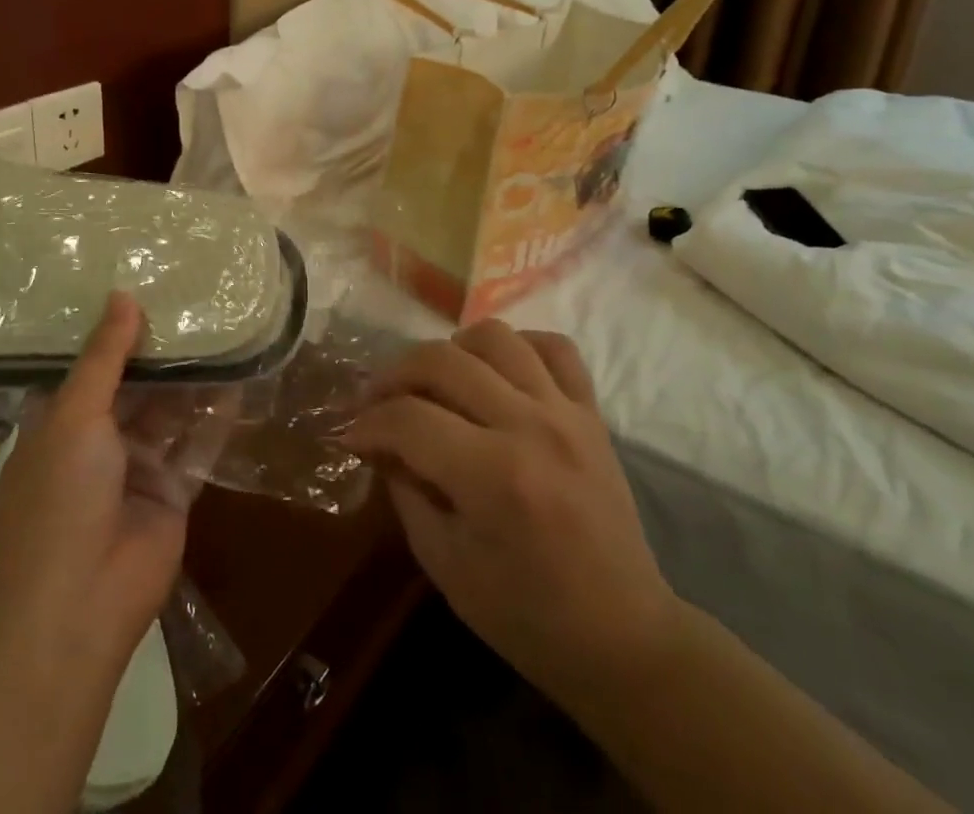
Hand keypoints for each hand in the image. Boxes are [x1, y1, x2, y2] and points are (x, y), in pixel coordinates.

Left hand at [0, 291, 191, 678]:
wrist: (75, 608)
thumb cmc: (58, 497)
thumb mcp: (74, 414)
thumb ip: (105, 356)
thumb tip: (123, 295)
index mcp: (60, 422)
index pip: (89, 366)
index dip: (114, 330)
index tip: (143, 283)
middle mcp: (98, 441)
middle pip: (134, 385)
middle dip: (160, 350)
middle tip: (194, 298)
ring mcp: (137, 468)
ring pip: (169, 411)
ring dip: (191, 377)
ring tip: (222, 327)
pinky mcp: (174, 492)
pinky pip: (197, 444)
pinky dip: (216, 414)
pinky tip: (239, 375)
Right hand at [344, 321, 679, 704]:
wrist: (623, 637)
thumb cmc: (528, 616)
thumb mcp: (446, 566)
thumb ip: (405, 492)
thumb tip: (377, 442)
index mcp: (494, 477)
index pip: (408, 418)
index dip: (367, 423)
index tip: (350, 434)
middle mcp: (531, 427)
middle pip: (443, 360)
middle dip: (394, 375)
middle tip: (377, 401)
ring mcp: (566, 412)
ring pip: (495, 337)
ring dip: (452, 349)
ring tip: (436, 381)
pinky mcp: (591, 412)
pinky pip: (554, 347)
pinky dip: (518, 347)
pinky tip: (496, 373)